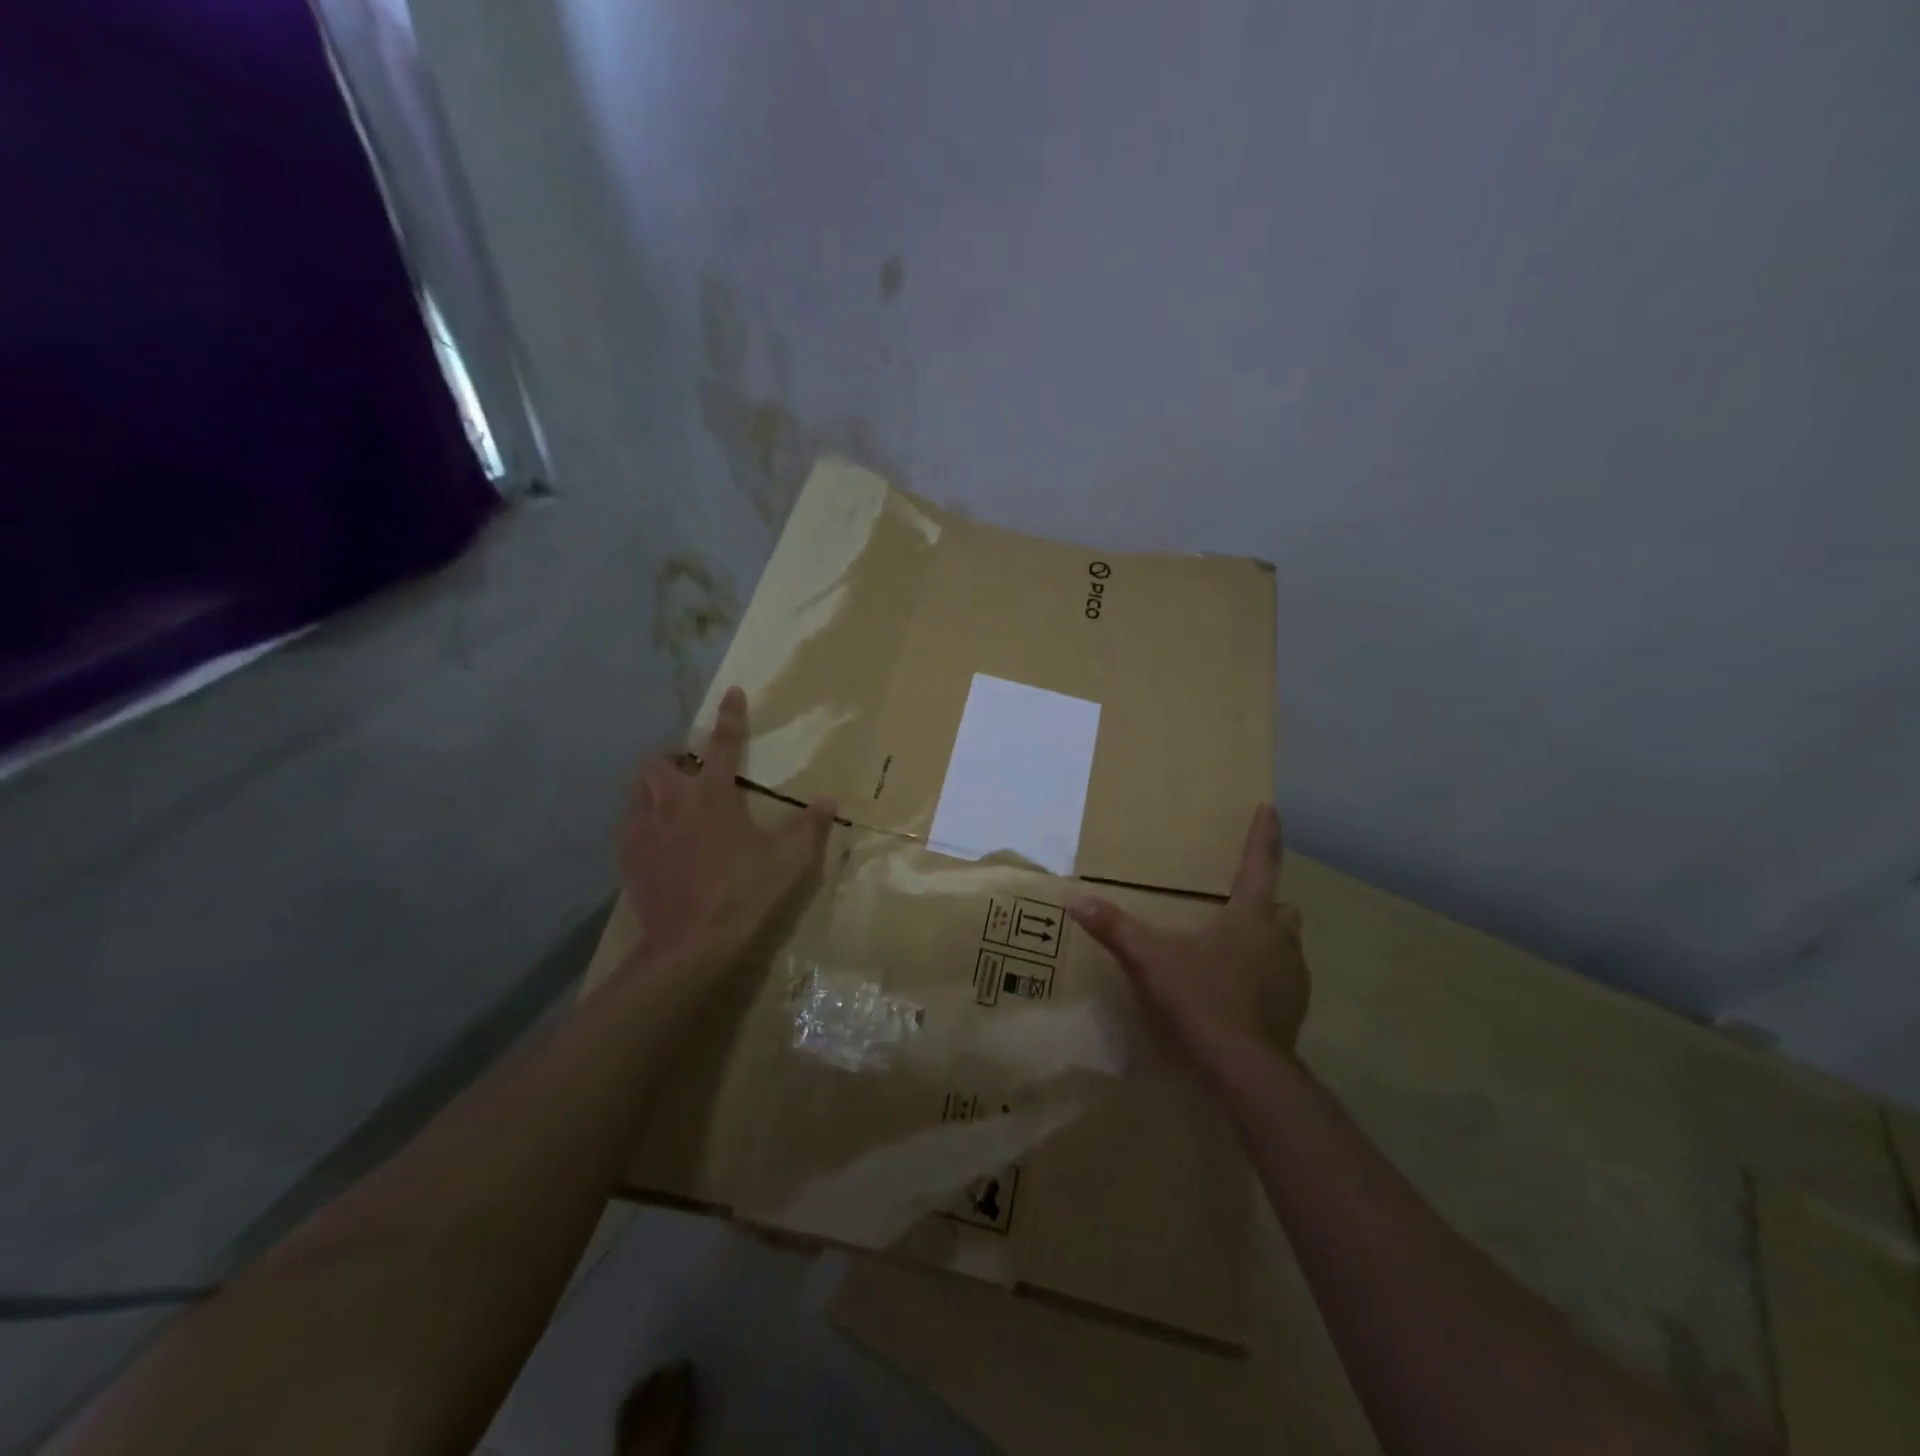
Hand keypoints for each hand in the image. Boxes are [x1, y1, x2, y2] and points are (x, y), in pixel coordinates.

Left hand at [617, 686, 835, 971]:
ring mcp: (645, 828)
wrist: (689, 943)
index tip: (731, 692)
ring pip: (637, 788)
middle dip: (673, 757)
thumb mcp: (788, 861)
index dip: (730, 716)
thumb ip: (809, 826)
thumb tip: (828, 800)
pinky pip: (628, 822)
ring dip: (653, 784)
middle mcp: (673, 802)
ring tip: (670, 798)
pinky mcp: (628, 855)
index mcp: (714, 796)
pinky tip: (654, 836)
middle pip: (660, 761)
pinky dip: (640, 818)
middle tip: (690, 768)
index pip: (724, 744)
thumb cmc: (743, 893)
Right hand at [1067, 805, 1306, 1072]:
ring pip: (1285, 943)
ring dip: (1266, 941)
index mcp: (1251, 915)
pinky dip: (1267, 977)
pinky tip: (1240, 993)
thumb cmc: (1201, 998)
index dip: (1264, 834)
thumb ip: (1114, 928)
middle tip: (1237, 907)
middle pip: (1280, 907)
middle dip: (1264, 903)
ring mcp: (1294, 975)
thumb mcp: (1150, 960)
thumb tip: (1074, 898)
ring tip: (1233, 952)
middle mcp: (1280, 937)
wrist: (1245, 1067)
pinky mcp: (1296, 1008)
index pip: (1260, 863)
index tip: (1271, 807)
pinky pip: (1285, 979)